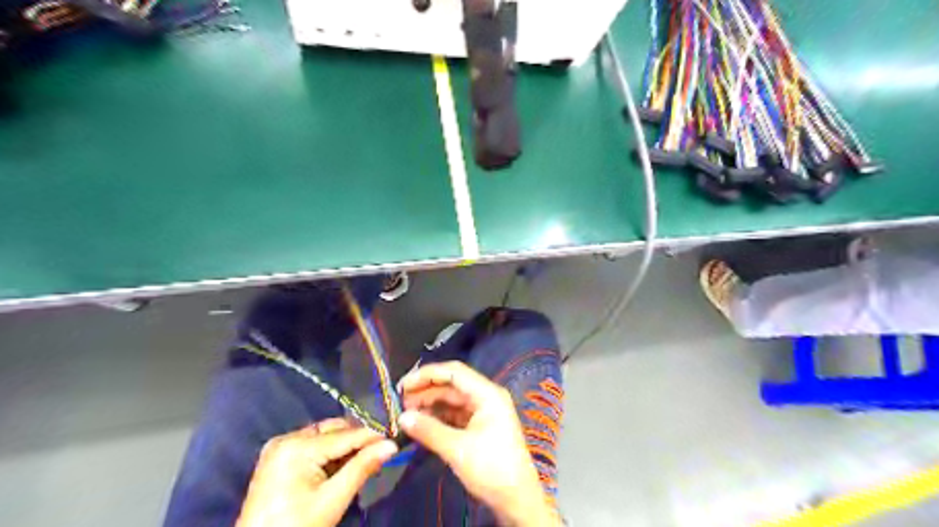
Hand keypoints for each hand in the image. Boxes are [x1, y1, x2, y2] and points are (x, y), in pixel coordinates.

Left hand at [238, 420, 397, 526]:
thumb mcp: (332, 500)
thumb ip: (362, 468)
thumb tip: (391, 446)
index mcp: (297, 447)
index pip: (345, 435)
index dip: (372, 438)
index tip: (394, 441)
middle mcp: (286, 438)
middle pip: (334, 430)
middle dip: (356, 442)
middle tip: (377, 456)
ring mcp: (278, 447)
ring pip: (324, 436)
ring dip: (343, 448)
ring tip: (359, 464)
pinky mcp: (276, 457)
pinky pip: (311, 445)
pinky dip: (327, 454)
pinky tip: (338, 469)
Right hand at [394, 362, 555, 526]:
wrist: (517, 499)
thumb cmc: (492, 469)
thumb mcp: (457, 449)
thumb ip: (429, 430)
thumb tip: (402, 417)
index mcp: (487, 394)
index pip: (454, 372)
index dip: (427, 375)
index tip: (403, 385)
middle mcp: (486, 396)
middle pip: (451, 384)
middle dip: (426, 390)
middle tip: (399, 402)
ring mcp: (483, 411)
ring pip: (451, 399)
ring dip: (429, 404)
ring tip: (406, 414)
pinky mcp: (479, 426)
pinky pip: (454, 414)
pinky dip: (438, 416)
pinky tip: (421, 423)